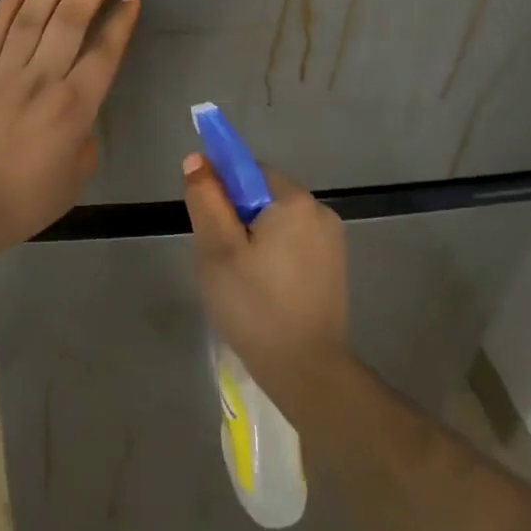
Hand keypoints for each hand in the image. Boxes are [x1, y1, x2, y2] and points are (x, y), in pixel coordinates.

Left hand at [0, 0, 139, 257]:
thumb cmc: (24, 202)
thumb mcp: (74, 180)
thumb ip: (84, 141)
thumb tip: (79, 119)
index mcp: (74, 106)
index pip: (104, 52)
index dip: (120, 22)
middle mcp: (42, 78)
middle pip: (71, 20)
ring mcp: (4, 72)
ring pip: (32, 16)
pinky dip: (6, 6)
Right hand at [183, 155, 349, 406]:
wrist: (306, 371)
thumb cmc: (254, 305)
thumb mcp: (217, 249)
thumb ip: (206, 199)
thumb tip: (198, 159)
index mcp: (294, 201)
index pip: (248, 170)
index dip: (221, 189)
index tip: (206, 221)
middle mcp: (320, 212)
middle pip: (263, 196)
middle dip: (235, 218)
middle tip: (218, 257)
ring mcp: (331, 243)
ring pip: (276, 223)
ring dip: (252, 239)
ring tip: (237, 278)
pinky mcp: (333, 269)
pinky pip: (292, 245)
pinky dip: (272, 256)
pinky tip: (261, 289)